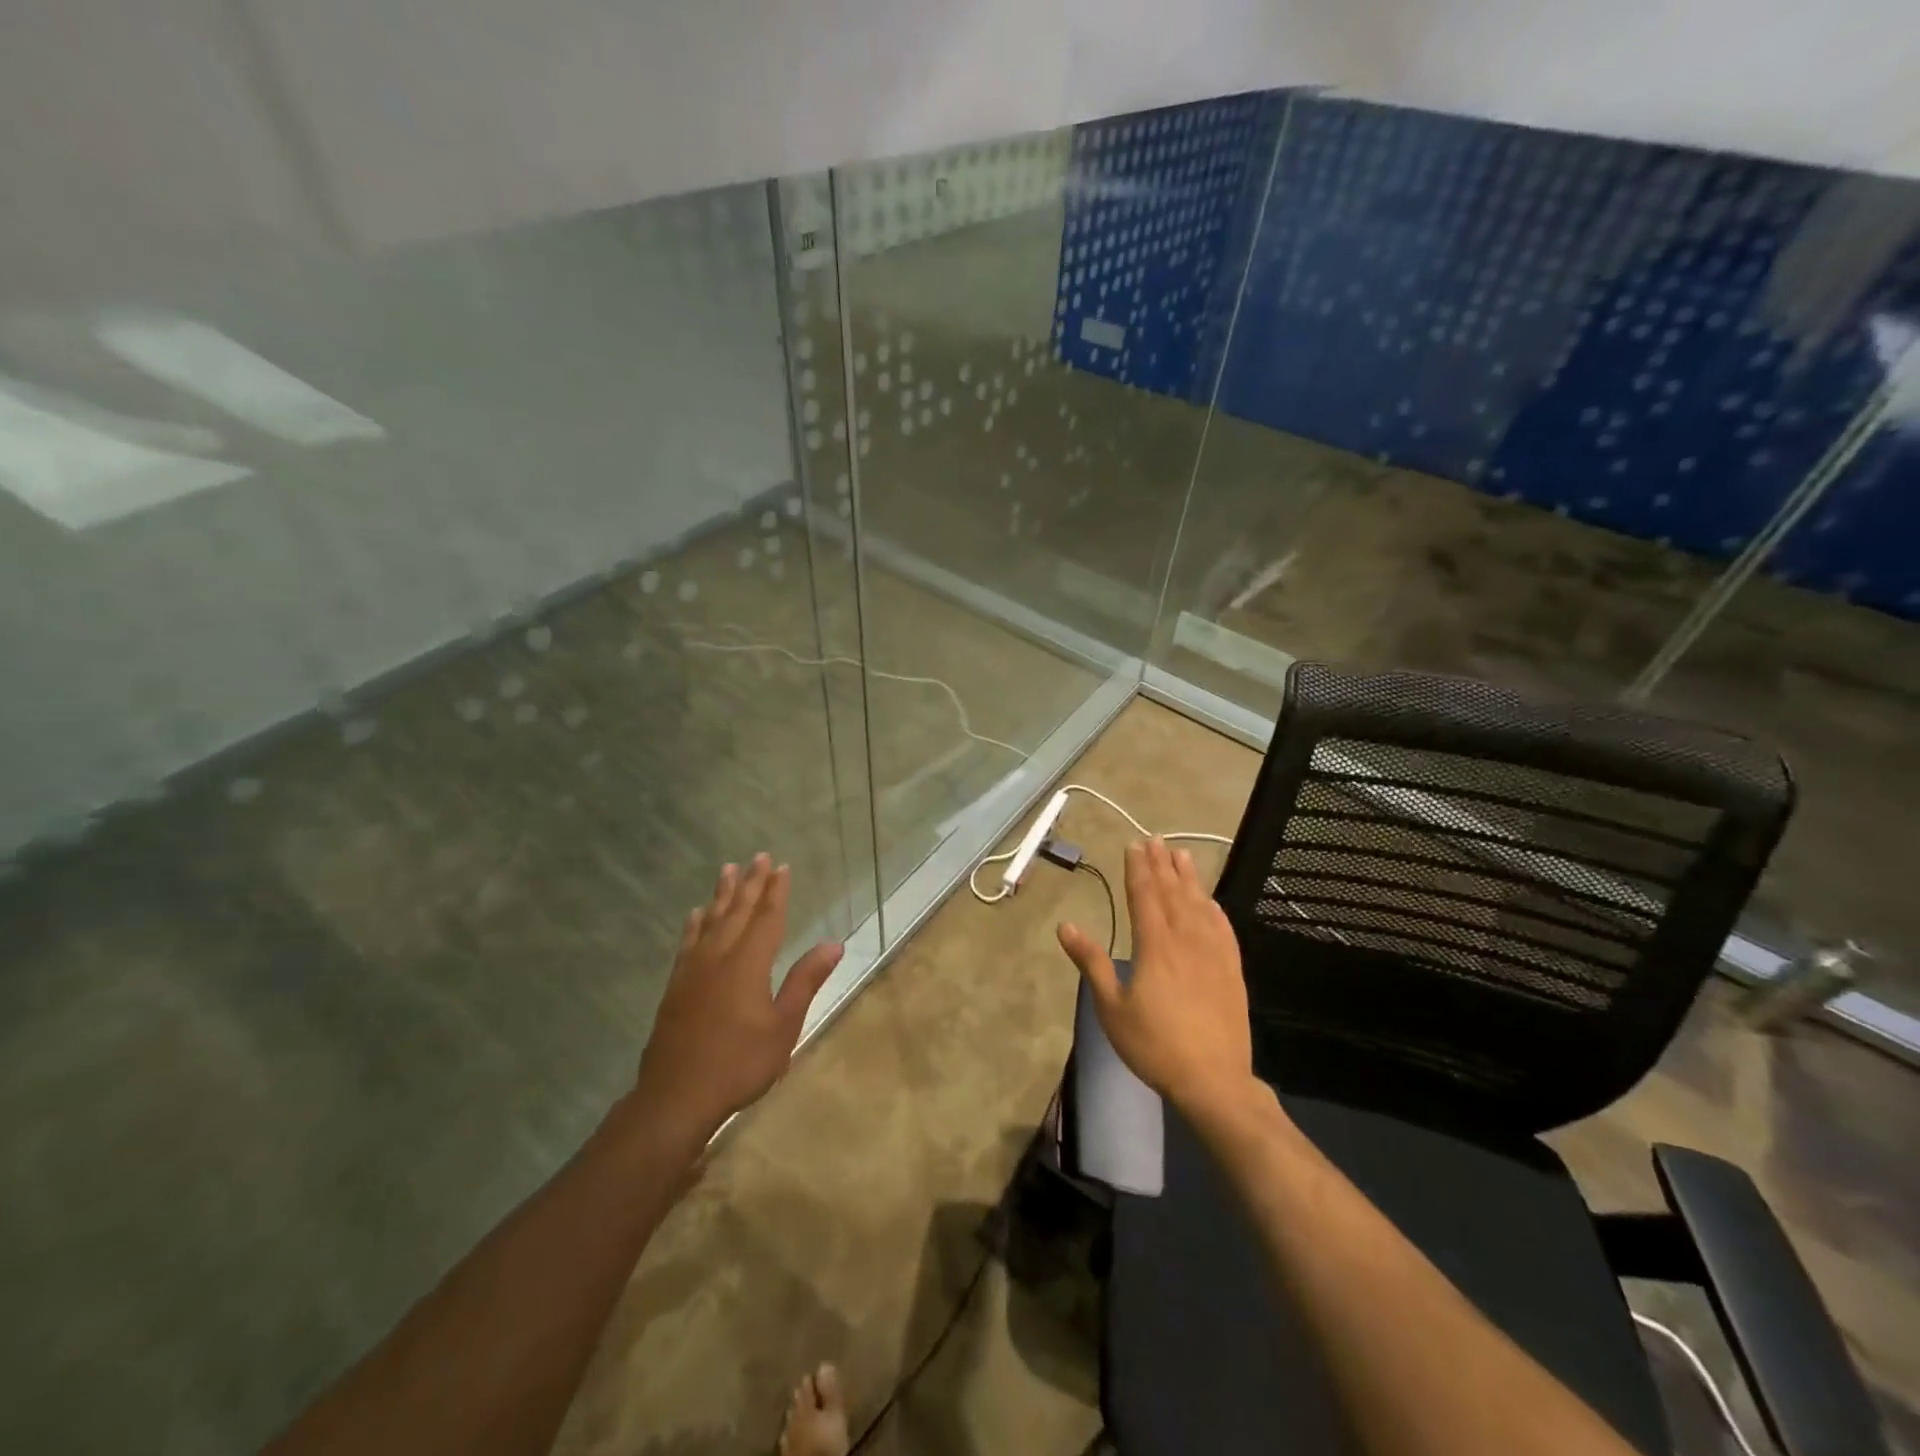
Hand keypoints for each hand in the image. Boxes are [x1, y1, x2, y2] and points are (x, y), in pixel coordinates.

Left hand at [634, 854, 843, 1140]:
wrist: (676, 1096)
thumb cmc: (739, 1063)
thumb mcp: (784, 1026)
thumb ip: (805, 981)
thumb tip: (833, 943)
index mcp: (748, 963)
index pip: (767, 917)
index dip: (776, 891)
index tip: (782, 866)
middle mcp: (719, 956)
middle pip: (738, 911)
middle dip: (750, 883)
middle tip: (758, 856)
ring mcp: (693, 969)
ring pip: (711, 920)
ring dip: (722, 894)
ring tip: (727, 869)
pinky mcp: (676, 985)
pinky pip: (688, 942)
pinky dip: (695, 924)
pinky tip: (696, 915)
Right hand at [1057, 838, 1253, 1116]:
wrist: (1213, 1080)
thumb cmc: (1154, 1045)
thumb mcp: (1112, 1007)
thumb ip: (1091, 963)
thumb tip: (1065, 927)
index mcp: (1154, 946)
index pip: (1145, 896)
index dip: (1138, 869)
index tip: (1134, 845)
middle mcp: (1186, 940)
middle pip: (1173, 893)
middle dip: (1162, 865)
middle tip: (1156, 839)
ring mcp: (1213, 954)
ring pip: (1200, 905)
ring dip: (1189, 878)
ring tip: (1182, 854)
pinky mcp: (1232, 971)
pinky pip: (1223, 929)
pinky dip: (1215, 909)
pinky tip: (1211, 901)